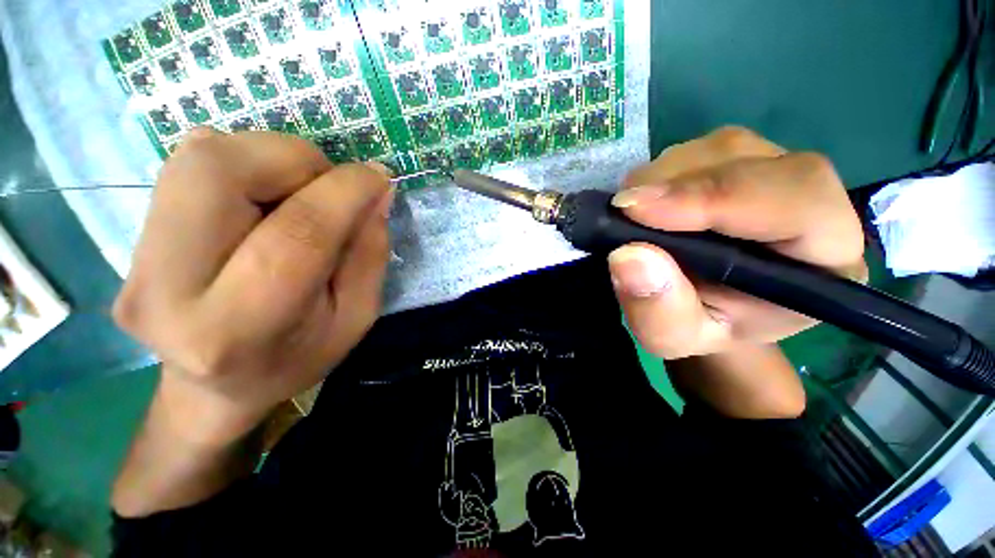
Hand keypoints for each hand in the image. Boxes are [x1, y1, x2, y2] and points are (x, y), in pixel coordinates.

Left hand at [113, 129, 391, 443]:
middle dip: (294, 159)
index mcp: (240, 327)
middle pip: (219, 171)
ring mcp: (135, 261)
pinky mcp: (129, 239)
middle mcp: (168, 288)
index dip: (346, 192)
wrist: (213, 388)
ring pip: (198, 157)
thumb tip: (377, 191)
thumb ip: (370, 253)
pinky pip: (186, 165)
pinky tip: (261, 199)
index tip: (379, 178)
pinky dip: (242, 163)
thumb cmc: (298, 357)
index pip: (297, 234)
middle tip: (328, 184)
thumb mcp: (356, 316)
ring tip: (297, 192)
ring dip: (268, 157)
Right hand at [608, 127, 865, 358]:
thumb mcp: (675, 337)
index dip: (712, 198)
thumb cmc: (704, 327)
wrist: (713, 307)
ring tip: (631, 215)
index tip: (635, 210)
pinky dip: (658, 174)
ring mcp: (773, 171)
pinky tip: (644, 204)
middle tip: (621, 211)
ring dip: (661, 178)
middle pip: (750, 161)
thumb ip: (659, 310)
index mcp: (825, 255)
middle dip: (674, 184)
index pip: (794, 202)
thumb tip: (627, 256)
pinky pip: (697, 151)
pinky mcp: (740, 162)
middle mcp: (810, 198)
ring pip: (717, 148)